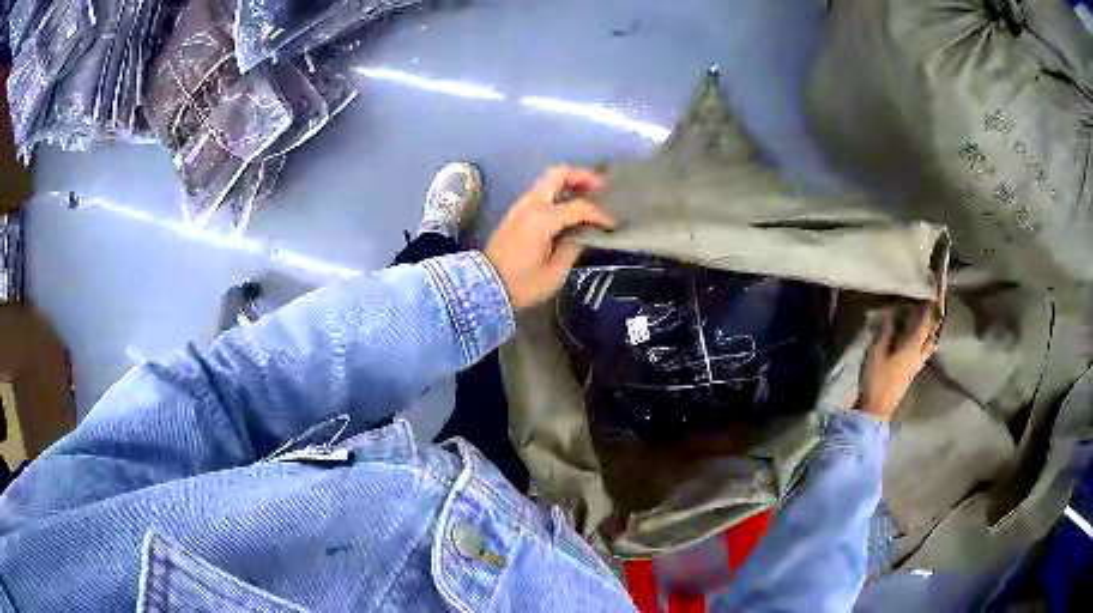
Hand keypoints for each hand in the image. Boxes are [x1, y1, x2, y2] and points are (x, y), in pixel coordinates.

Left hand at [485, 166, 615, 309]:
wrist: (484, 288)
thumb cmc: (521, 284)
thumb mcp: (554, 273)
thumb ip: (572, 248)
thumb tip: (582, 235)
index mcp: (543, 219)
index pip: (579, 207)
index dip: (599, 214)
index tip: (612, 224)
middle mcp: (531, 205)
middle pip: (558, 174)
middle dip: (581, 176)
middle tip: (600, 187)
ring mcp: (520, 207)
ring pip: (547, 181)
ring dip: (568, 182)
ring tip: (587, 195)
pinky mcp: (515, 214)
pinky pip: (540, 193)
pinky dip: (557, 193)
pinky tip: (568, 207)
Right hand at [857, 303, 941, 420]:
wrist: (876, 410)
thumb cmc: (876, 380)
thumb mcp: (876, 353)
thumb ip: (885, 333)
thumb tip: (889, 314)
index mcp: (911, 348)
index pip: (923, 325)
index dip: (927, 311)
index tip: (930, 297)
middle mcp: (918, 356)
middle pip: (930, 337)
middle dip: (932, 322)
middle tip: (931, 309)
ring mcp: (915, 367)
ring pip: (928, 347)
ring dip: (930, 334)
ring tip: (928, 324)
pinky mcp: (910, 374)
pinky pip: (923, 354)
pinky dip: (924, 344)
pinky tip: (919, 343)